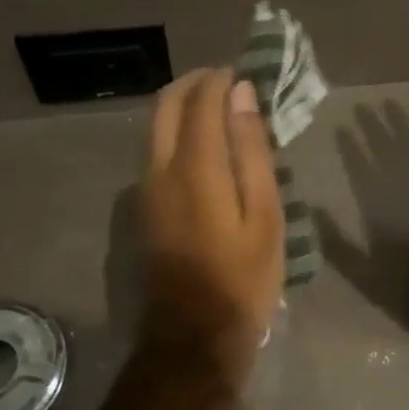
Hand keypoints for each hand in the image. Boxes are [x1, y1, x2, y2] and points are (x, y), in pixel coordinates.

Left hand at [139, 67, 284, 387]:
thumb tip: (242, 95)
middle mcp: (160, 168)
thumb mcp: (263, 214)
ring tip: (224, 112)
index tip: (245, 71)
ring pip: (157, 127)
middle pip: (166, 104)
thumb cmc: (243, 278)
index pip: (200, 101)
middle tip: (230, 82)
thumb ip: (250, 150)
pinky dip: (180, 132)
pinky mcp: (145, 206)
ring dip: (186, 106)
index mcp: (194, 168)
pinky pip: (158, 150)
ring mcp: (146, 188)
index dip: (221, 79)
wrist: (193, 337)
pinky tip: (209, 148)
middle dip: (195, 83)